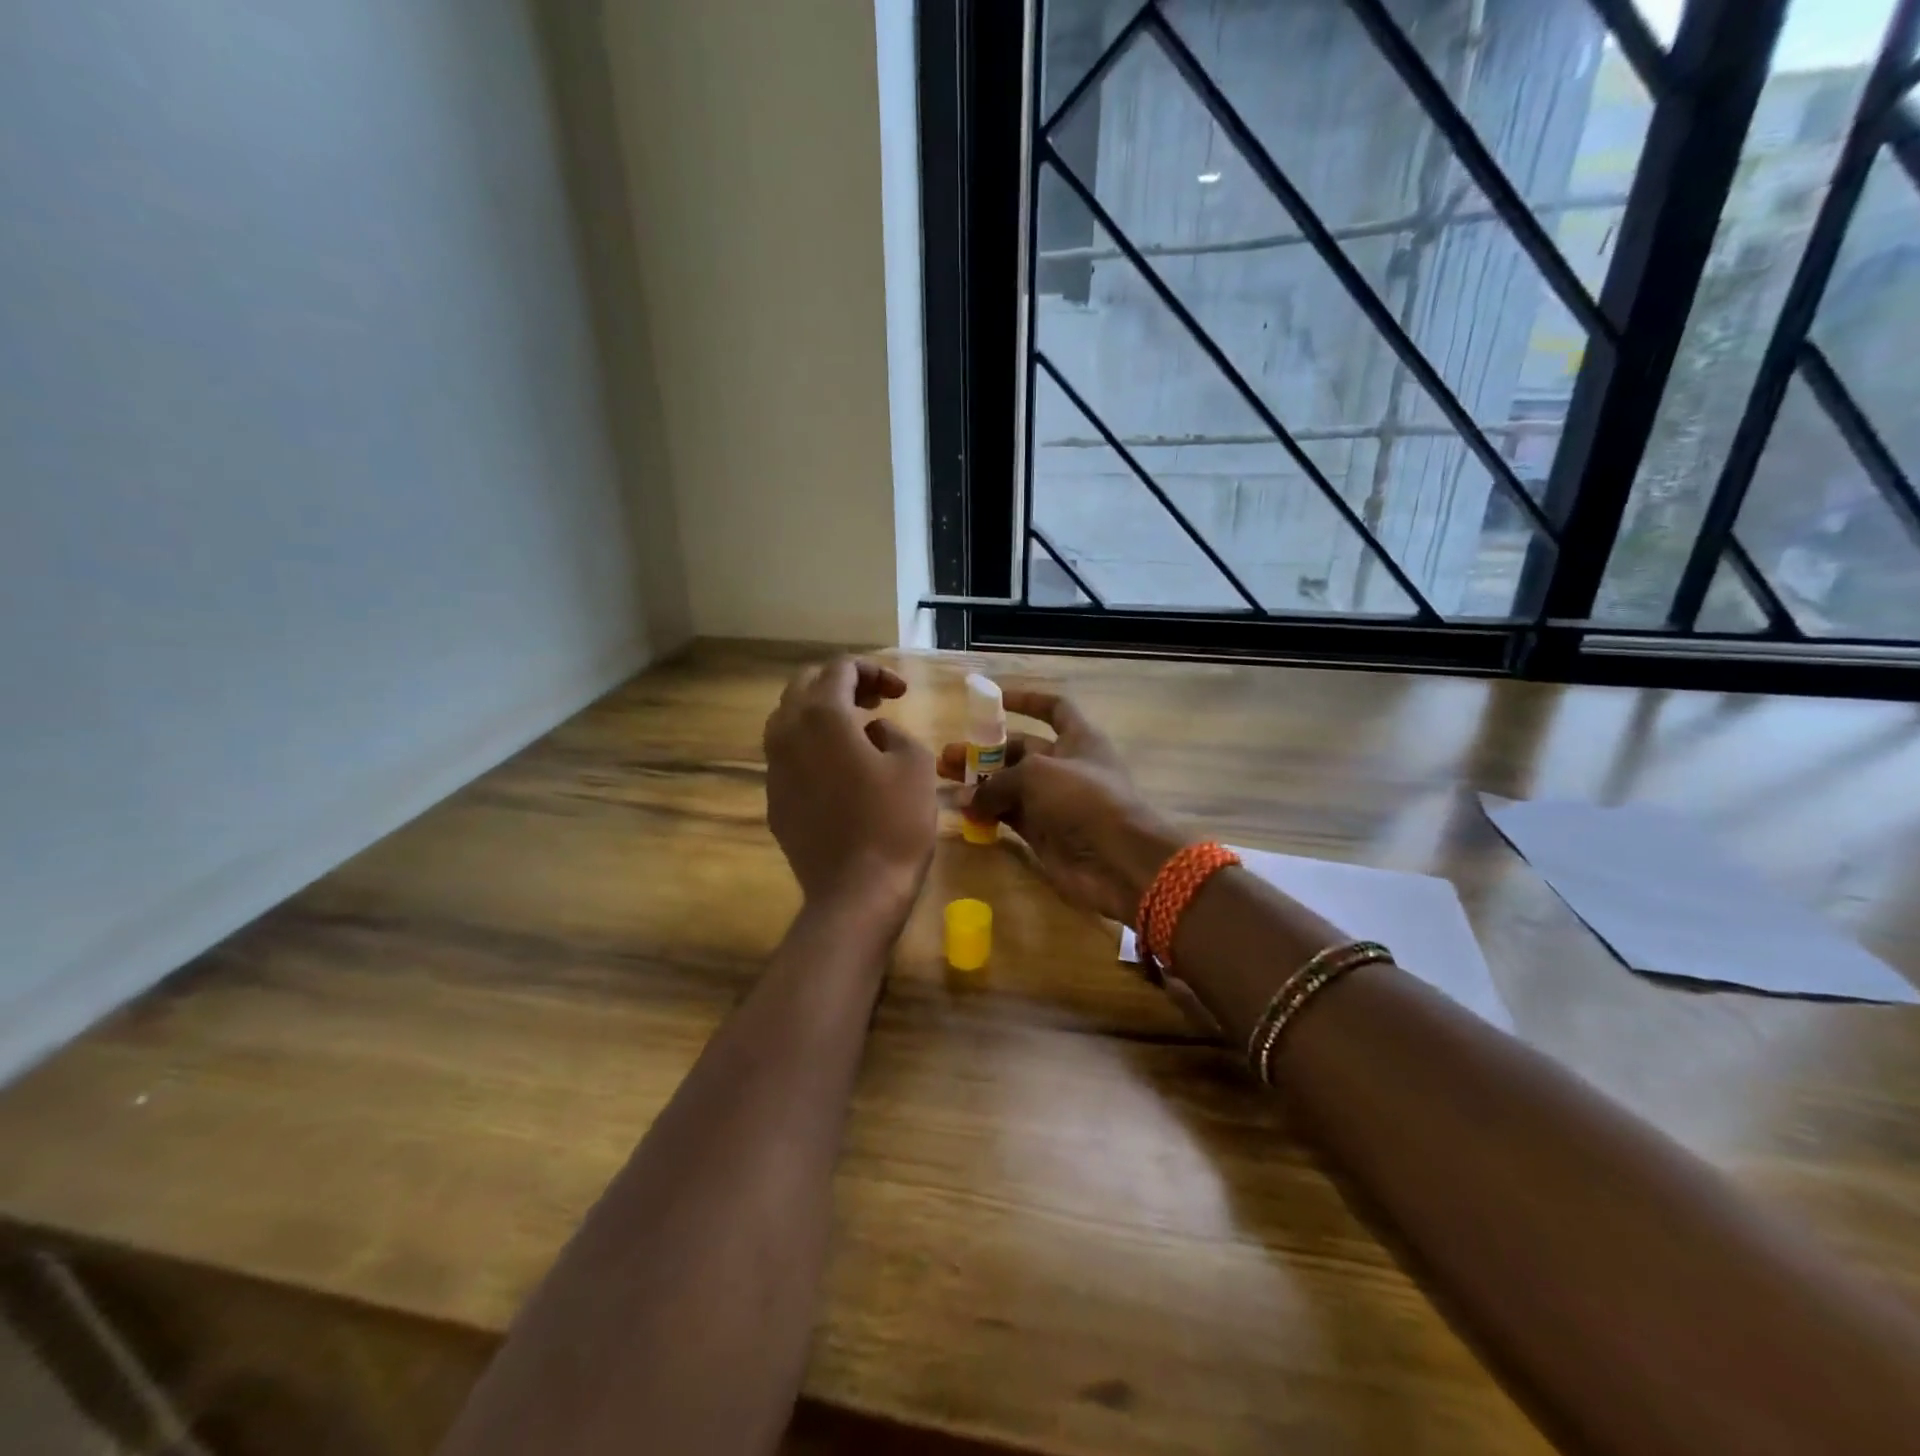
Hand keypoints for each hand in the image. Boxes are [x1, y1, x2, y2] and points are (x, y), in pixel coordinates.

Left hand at [764, 657, 937, 914]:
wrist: (855, 893)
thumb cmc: (894, 823)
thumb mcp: (915, 764)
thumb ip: (894, 732)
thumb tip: (874, 733)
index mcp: (821, 716)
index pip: (840, 669)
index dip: (874, 671)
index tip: (901, 693)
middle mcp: (787, 733)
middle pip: (805, 686)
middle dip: (842, 684)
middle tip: (877, 701)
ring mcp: (774, 768)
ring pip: (789, 719)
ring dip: (822, 713)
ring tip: (858, 731)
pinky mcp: (774, 799)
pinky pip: (788, 755)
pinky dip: (812, 746)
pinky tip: (841, 769)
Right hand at [939, 690, 1186, 924]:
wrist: (1118, 860)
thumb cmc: (1084, 799)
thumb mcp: (1036, 775)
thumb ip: (996, 782)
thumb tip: (964, 797)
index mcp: (1078, 739)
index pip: (1054, 709)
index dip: (1027, 701)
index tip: (994, 701)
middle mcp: (1066, 767)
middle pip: (1020, 751)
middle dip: (985, 751)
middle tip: (947, 757)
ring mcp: (1054, 802)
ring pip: (1010, 786)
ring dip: (979, 783)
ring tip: (943, 782)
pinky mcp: (1044, 834)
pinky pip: (1009, 817)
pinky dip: (987, 813)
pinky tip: (961, 812)